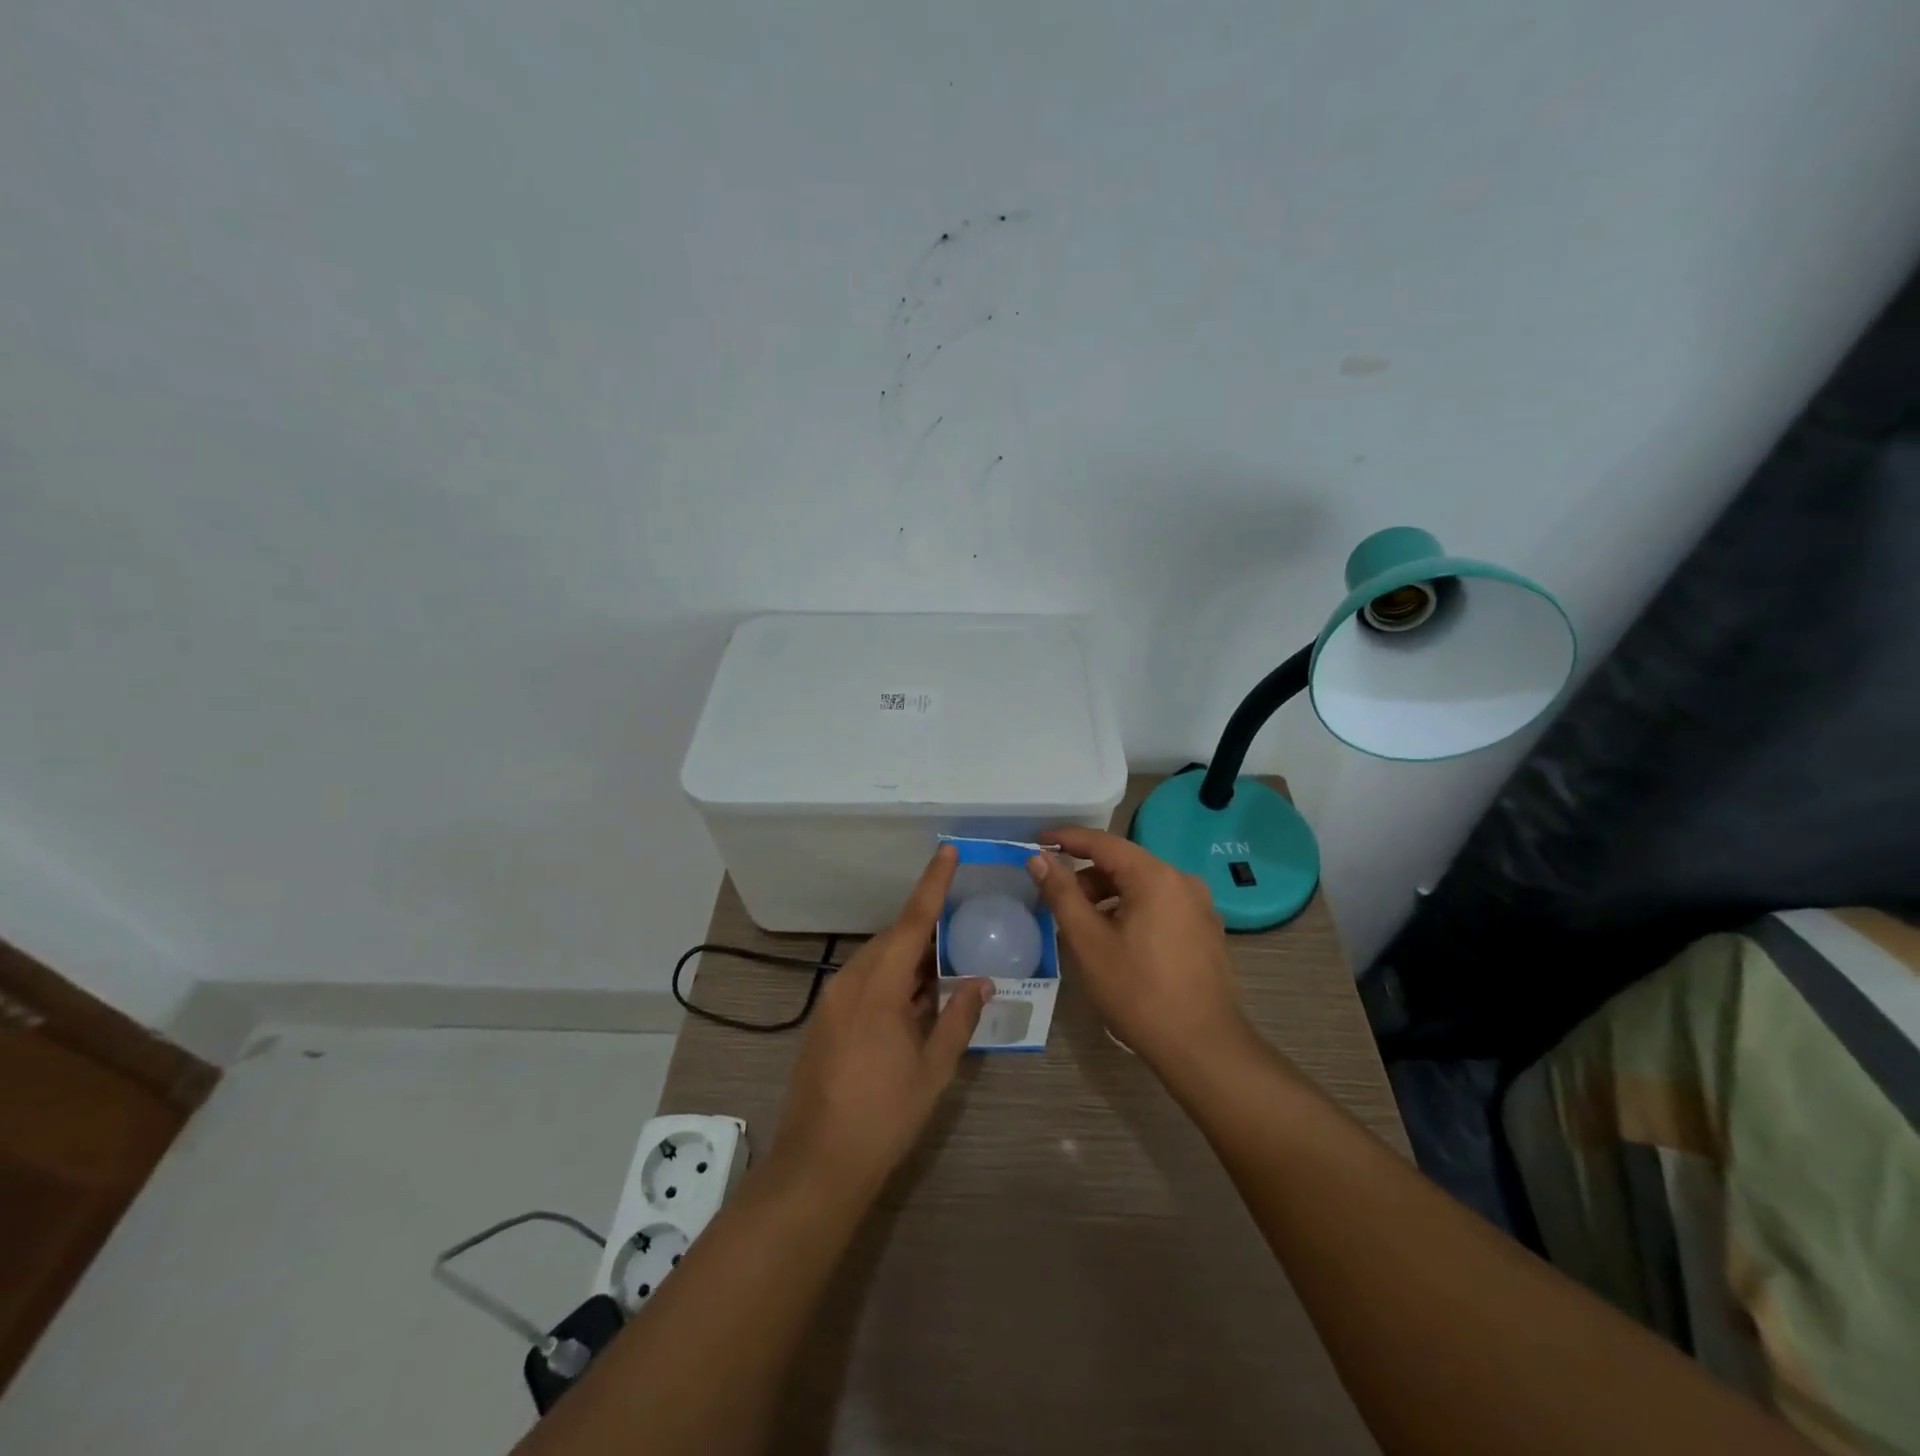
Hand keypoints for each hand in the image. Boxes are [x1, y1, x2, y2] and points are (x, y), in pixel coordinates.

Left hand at [772, 846, 991, 1194]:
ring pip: (878, 960)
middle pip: (894, 938)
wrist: (817, 1164)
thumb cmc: (883, 1116)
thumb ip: (958, 1018)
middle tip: (962, 921)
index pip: (913, 922)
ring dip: (910, 956)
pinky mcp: (826, 1019)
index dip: (933, 884)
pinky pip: (865, 981)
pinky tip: (915, 997)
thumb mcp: (933, 1069)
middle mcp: (851, 981)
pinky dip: (892, 978)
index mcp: (878, 986)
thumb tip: (981, 981)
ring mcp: (834, 1001)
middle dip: (927, 927)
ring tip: (945, 960)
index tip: (948, 851)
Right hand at [1027, 826, 1249, 1069]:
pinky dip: (1132, 910)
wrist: (1203, 1047)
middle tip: (1055, 897)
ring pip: (1142, 886)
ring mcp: (1199, 906)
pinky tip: (1116, 941)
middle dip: (1086, 876)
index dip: (1067, 839)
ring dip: (1108, 896)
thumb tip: (1039, 859)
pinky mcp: (1205, 930)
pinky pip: (1160, 905)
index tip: (1037, 841)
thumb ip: (1062, 894)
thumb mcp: (1089, 942)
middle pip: (1124, 864)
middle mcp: (1182, 881)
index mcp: (1155, 877)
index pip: (1103, 843)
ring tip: (1082, 925)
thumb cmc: (1139, 993)